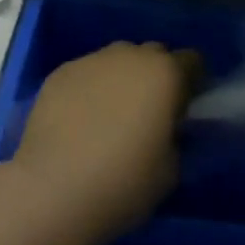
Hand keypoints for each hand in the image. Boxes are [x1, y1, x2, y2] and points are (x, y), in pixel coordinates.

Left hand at [11, 43, 199, 244]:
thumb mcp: (171, 170)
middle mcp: (131, 55)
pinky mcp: (60, 72)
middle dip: (155, 77)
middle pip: (153, 54)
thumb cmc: (123, 182)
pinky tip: (78, 121)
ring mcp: (92, 60)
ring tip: (109, 116)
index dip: (191, 82)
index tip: (183, 109)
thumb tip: (167, 129)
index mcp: (165, 73)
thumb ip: (175, 138)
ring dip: (121, 80)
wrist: (52, 190)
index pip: (192, 61)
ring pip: (117, 61)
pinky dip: (89, 90)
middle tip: (147, 114)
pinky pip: (86, 74)